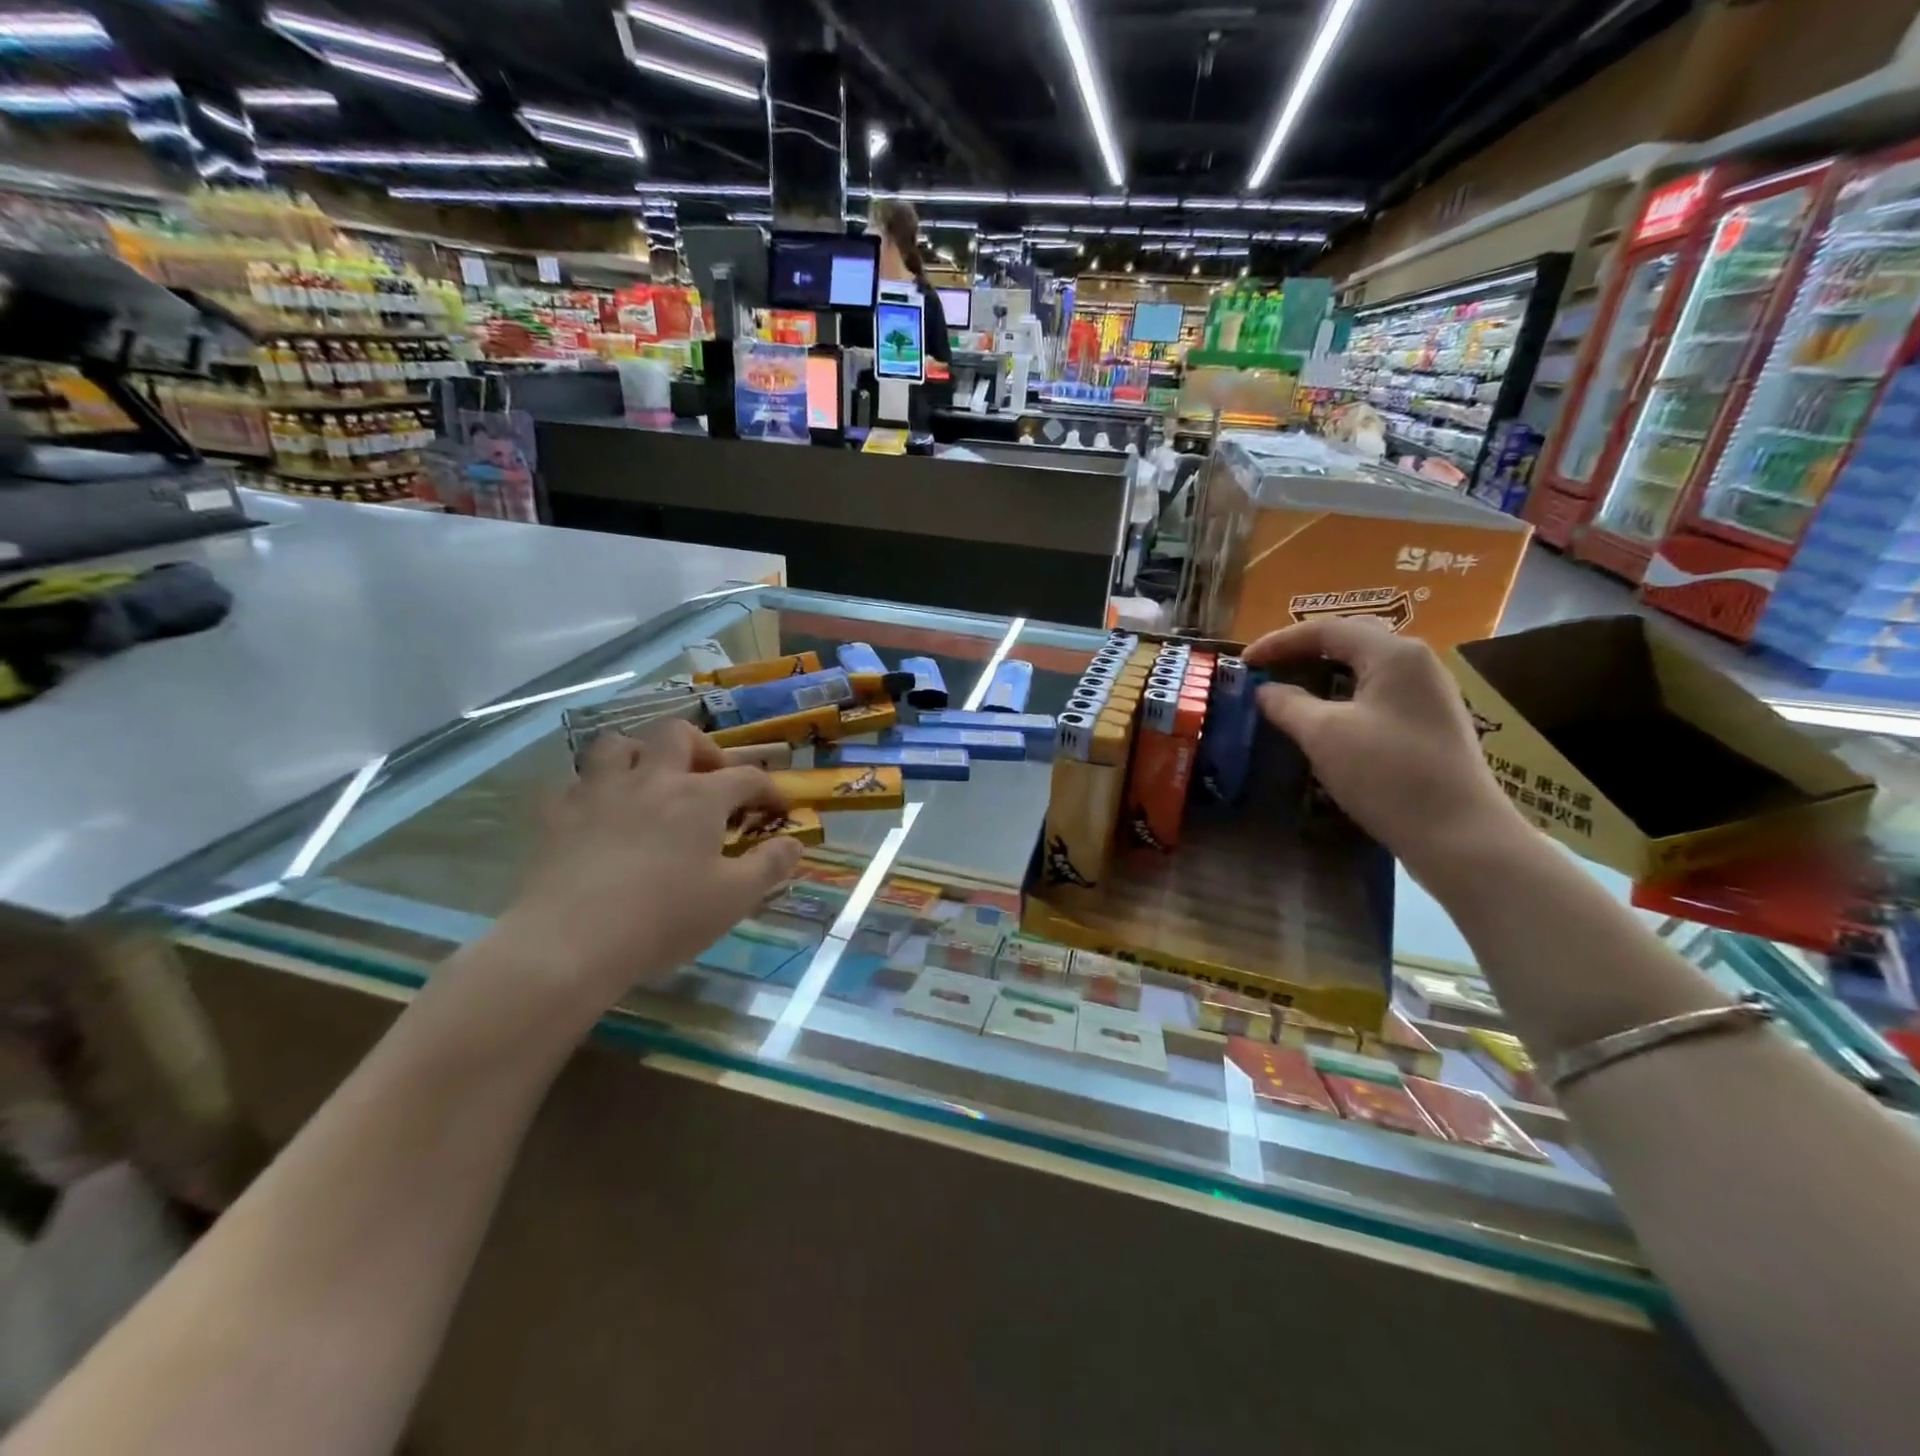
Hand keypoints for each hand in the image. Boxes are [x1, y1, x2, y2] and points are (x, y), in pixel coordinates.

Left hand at [490, 721, 802, 1021]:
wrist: (568, 942)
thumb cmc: (663, 919)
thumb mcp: (734, 899)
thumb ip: (770, 866)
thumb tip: (794, 843)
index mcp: (699, 797)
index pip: (746, 776)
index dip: (769, 788)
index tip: (777, 810)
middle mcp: (651, 780)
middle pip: (677, 734)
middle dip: (701, 748)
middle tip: (709, 778)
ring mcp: (599, 791)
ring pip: (618, 744)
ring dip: (640, 754)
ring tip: (650, 782)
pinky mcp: (557, 814)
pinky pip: (575, 782)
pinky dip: (594, 789)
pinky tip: (600, 814)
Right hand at [1245, 618, 1527, 881]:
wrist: (1458, 834)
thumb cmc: (1387, 774)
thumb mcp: (1323, 734)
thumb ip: (1287, 703)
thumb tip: (1264, 690)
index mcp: (1394, 654)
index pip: (1326, 629)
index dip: (1279, 642)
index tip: (1244, 662)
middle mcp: (1417, 662)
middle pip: (1350, 640)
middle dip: (1303, 651)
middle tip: (1267, 669)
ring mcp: (1428, 694)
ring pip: (1365, 668)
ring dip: (1323, 674)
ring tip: (1289, 691)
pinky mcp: (1430, 724)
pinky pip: (1378, 694)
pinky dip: (1343, 696)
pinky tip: (1325, 719)